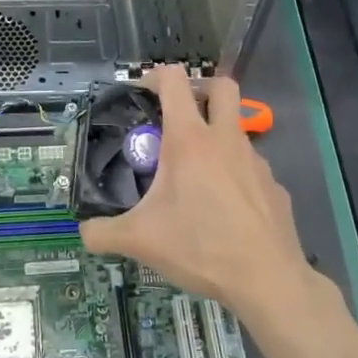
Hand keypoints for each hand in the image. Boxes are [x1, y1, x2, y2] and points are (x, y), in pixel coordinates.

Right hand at [78, 66, 326, 327]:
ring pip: (237, 131)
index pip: (174, 80)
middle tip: (179, 115)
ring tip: (195, 177)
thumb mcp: (140, 241)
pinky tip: (224, 209)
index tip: (142, 93)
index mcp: (190, 140)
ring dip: (216, 138)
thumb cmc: (200, 247)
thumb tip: (83, 232)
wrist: (267, 280)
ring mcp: (257, 162)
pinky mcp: (274, 187)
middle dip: (201, 89)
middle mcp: (226, 140)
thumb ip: (103, 233)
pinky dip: (235, 176)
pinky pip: (251, 169)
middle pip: (221, 86)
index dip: (155, 76)